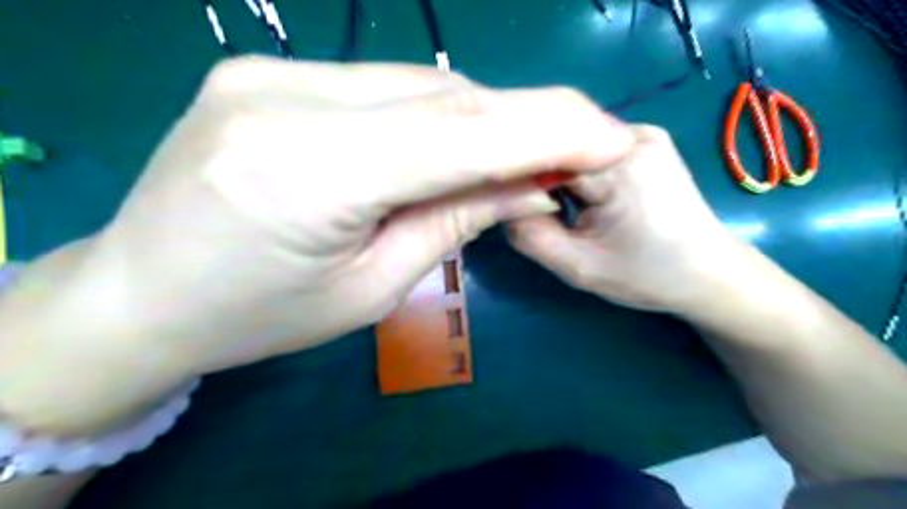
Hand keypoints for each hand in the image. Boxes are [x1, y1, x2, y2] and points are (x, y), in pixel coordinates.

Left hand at [76, 57, 631, 373]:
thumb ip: (453, 220)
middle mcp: (283, 99)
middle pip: (441, 98)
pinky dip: (430, 112)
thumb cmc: (258, 317)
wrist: (145, 294)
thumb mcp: (371, 289)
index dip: (546, 132)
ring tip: (517, 152)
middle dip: (520, 120)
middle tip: (576, 144)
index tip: (611, 138)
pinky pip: (378, 86)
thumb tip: (528, 185)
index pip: (457, 135)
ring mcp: (268, 73)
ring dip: (477, 118)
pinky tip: (447, 140)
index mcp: (306, 172)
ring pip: (414, 85)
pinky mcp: (265, 72)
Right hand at [508, 126, 739, 314]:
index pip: (545, 156)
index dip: (520, 179)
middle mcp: (633, 135)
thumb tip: (502, 204)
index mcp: (618, 166)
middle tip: (538, 211)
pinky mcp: (648, 142)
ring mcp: (644, 134)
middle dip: (541, 177)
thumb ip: (529, 235)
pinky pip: (596, 148)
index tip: (509, 204)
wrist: (710, 274)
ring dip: (561, 174)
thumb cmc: (646, 275)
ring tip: (564, 207)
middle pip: (561, 146)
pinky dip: (581, 170)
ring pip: (576, 146)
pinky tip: (587, 196)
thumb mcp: (578, 267)